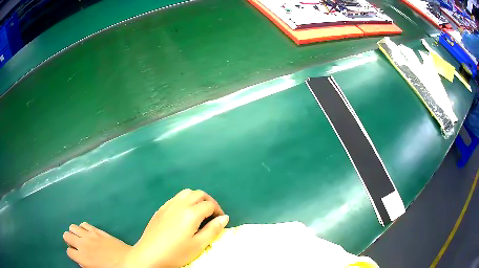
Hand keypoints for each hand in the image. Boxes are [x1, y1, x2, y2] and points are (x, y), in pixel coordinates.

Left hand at [124, 189, 228, 267]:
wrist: (150, 255)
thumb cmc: (176, 253)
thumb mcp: (198, 245)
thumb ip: (213, 230)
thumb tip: (224, 217)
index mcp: (191, 213)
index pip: (210, 204)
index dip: (218, 211)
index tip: (220, 221)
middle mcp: (179, 204)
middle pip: (198, 194)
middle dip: (209, 201)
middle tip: (212, 215)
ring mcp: (167, 205)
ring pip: (186, 193)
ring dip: (196, 199)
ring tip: (199, 212)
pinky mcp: (160, 209)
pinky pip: (175, 198)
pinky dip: (184, 201)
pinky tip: (183, 214)